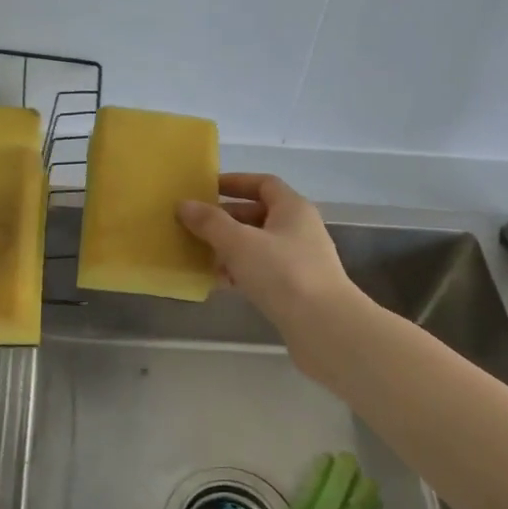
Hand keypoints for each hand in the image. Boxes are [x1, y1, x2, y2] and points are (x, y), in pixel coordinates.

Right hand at [179, 174, 358, 340]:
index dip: (234, 183)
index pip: (263, 184)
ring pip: (258, 245)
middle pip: (259, 214)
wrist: (323, 326)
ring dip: (230, 248)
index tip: (206, 189)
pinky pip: (262, 270)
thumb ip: (210, 222)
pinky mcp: (296, 288)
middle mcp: (300, 229)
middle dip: (226, 219)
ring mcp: (300, 260)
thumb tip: (184, 204)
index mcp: (293, 208)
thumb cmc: (282, 273)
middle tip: (196, 226)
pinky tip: (221, 283)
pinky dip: (241, 271)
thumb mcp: (239, 243)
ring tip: (202, 256)